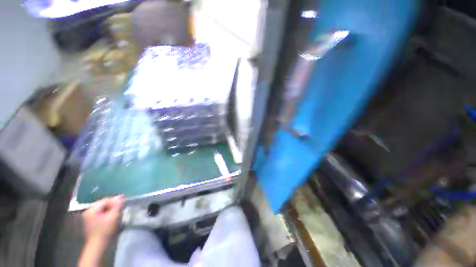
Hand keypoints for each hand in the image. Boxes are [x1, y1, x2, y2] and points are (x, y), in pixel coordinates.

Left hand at [82, 195, 123, 242]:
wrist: (97, 245)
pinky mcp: (91, 221)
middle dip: (112, 206)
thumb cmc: (105, 231)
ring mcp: (88, 217)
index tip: (122, 206)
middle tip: (120, 209)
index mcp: (92, 210)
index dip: (115, 201)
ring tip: (117, 214)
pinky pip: (100, 213)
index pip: (105, 200)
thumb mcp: (113, 217)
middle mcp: (88, 211)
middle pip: (103, 204)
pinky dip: (106, 214)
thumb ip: (117, 206)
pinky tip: (111, 218)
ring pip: (102, 209)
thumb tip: (121, 196)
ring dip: (110, 210)